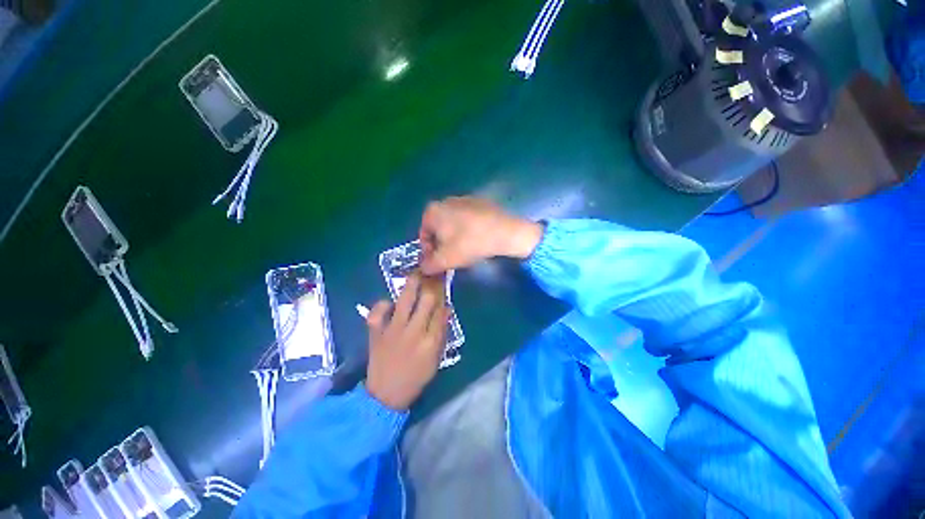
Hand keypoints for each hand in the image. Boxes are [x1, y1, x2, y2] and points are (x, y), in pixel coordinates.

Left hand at [366, 273, 449, 409]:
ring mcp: (392, 330)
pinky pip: (378, 312)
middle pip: (426, 300)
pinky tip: (389, 303)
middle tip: (433, 271)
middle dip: (432, 283)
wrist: (385, 394)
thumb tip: (447, 308)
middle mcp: (413, 331)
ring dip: (412, 283)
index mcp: (430, 340)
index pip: (440, 310)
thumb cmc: (416, 377)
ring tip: (417, 272)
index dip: (443, 293)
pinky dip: (383, 304)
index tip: (443, 281)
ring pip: (404, 300)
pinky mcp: (376, 332)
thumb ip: (442, 333)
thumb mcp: (436, 358)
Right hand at [418, 197, 543, 274]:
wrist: (505, 232)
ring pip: (453, 223)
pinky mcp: (480, 202)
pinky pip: (468, 219)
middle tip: (452, 257)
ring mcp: (464, 199)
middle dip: (442, 244)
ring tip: (466, 250)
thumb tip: (423, 268)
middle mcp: (445, 200)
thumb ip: (429, 265)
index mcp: (433, 210)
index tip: (439, 263)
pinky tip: (477, 239)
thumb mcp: (446, 259)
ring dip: (455, 238)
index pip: (423, 235)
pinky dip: (468, 230)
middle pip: (438, 228)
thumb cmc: (470, 243)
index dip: (429, 252)